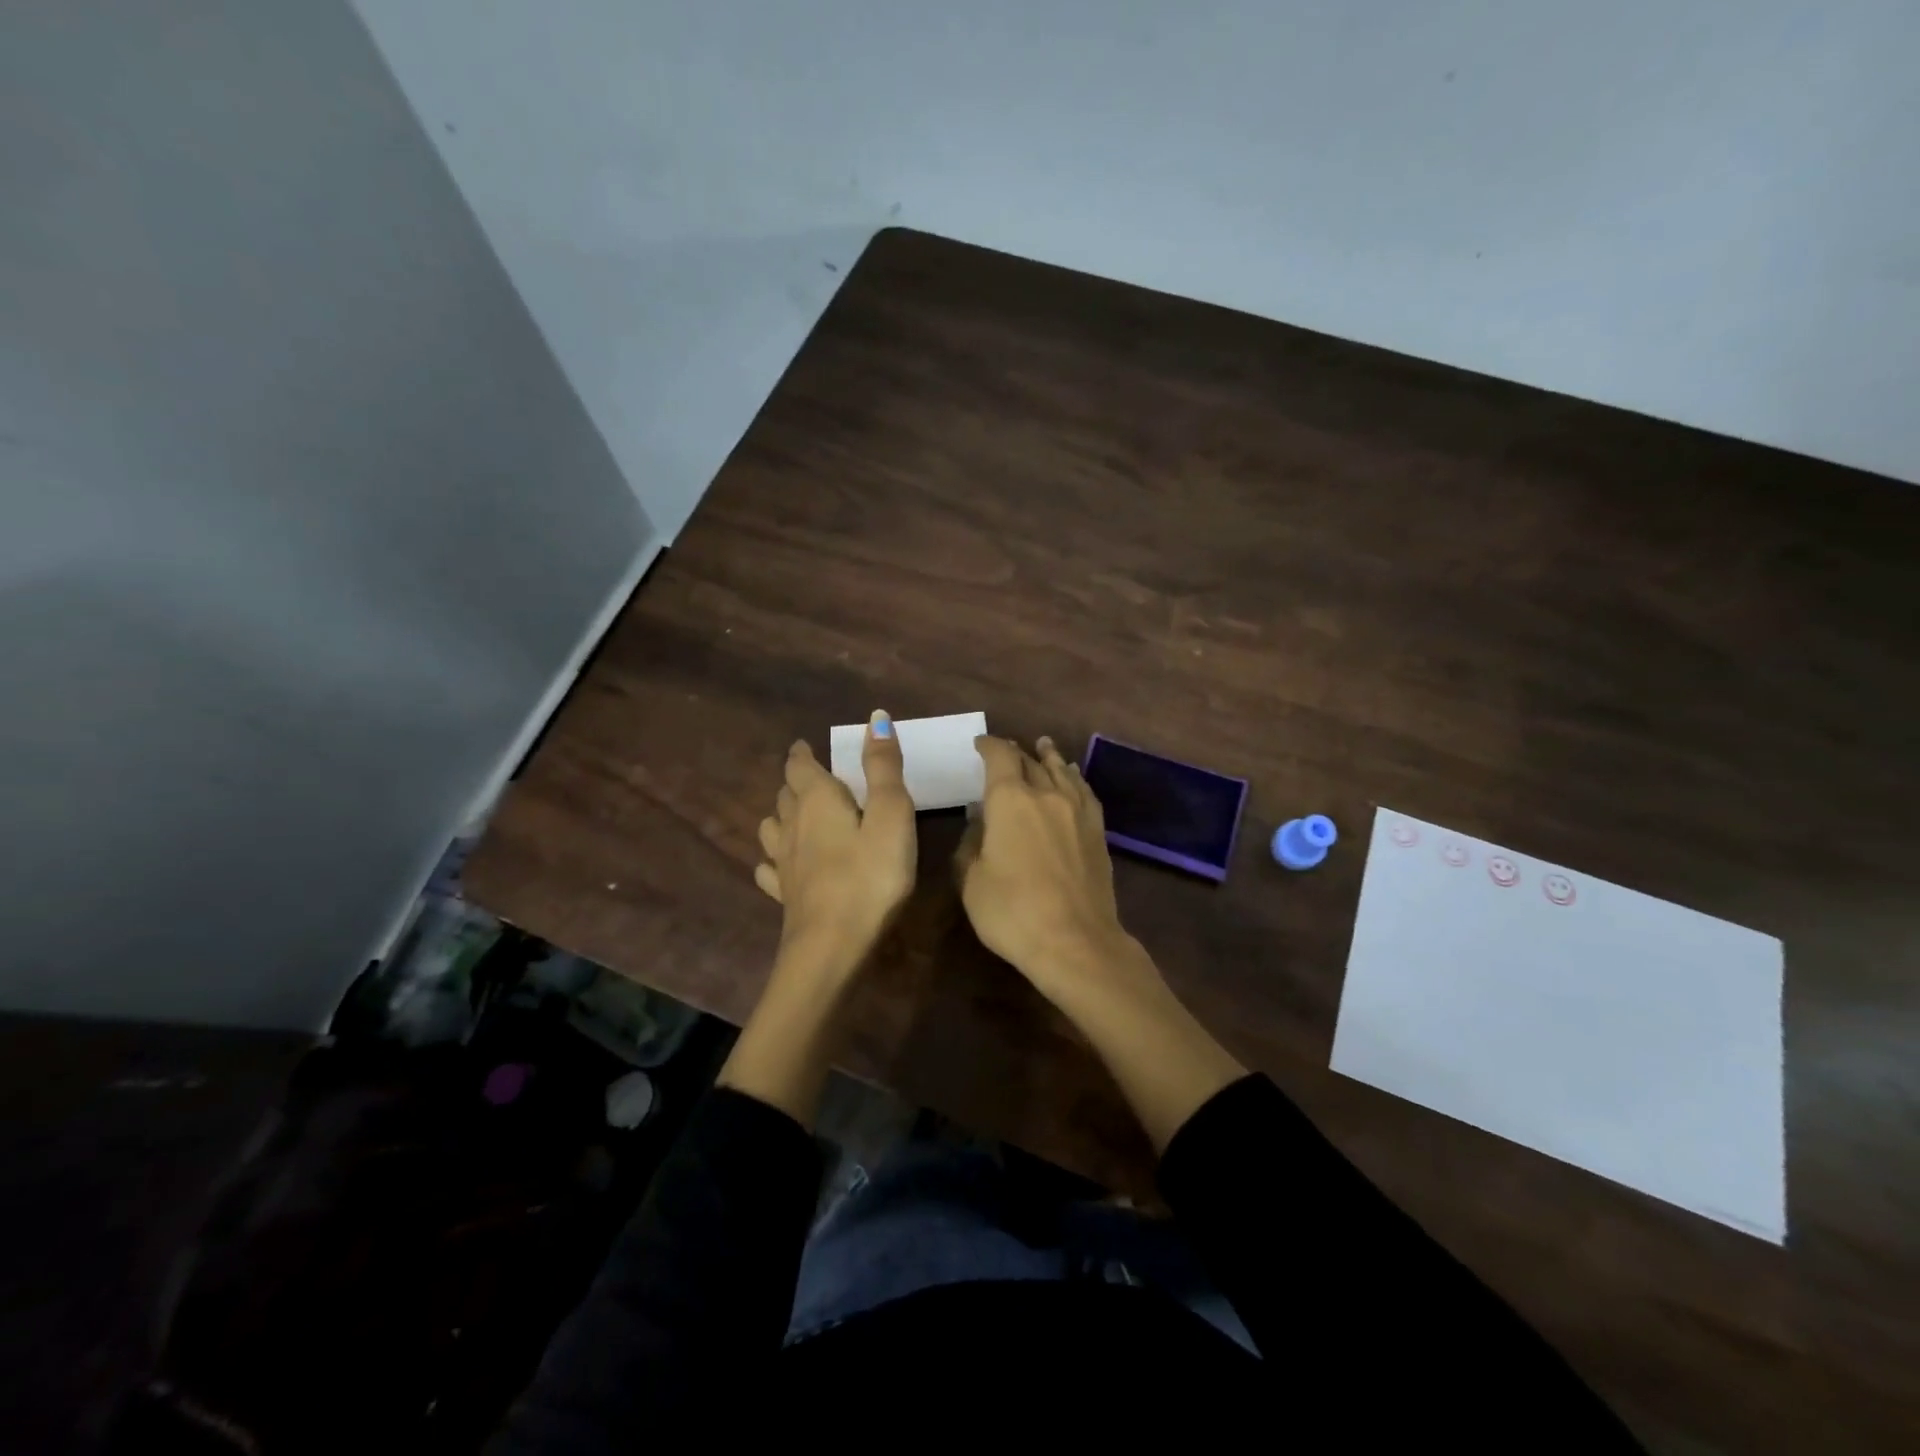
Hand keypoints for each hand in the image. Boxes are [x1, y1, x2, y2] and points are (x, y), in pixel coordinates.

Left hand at [753, 711, 915, 979]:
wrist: (832, 947)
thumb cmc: (870, 876)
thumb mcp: (891, 815)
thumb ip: (884, 767)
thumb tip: (875, 716)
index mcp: (817, 800)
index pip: (800, 766)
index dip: (802, 754)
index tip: (805, 746)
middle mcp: (792, 826)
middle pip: (785, 794)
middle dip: (796, 782)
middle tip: (811, 778)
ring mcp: (783, 863)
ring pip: (772, 828)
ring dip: (782, 816)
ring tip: (797, 816)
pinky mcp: (784, 895)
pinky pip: (771, 868)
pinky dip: (775, 859)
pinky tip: (783, 866)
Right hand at [955, 734, 1142, 1002]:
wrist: (1075, 942)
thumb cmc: (1012, 912)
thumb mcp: (971, 880)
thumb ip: (970, 843)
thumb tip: (980, 822)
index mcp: (1010, 800)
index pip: (999, 757)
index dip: (988, 746)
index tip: (979, 744)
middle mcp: (1046, 794)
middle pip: (1030, 761)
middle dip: (1015, 753)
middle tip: (1005, 750)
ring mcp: (1077, 811)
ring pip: (1061, 771)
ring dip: (1048, 757)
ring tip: (1044, 745)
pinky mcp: (1097, 830)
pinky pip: (1084, 791)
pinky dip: (1075, 777)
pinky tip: (1073, 776)